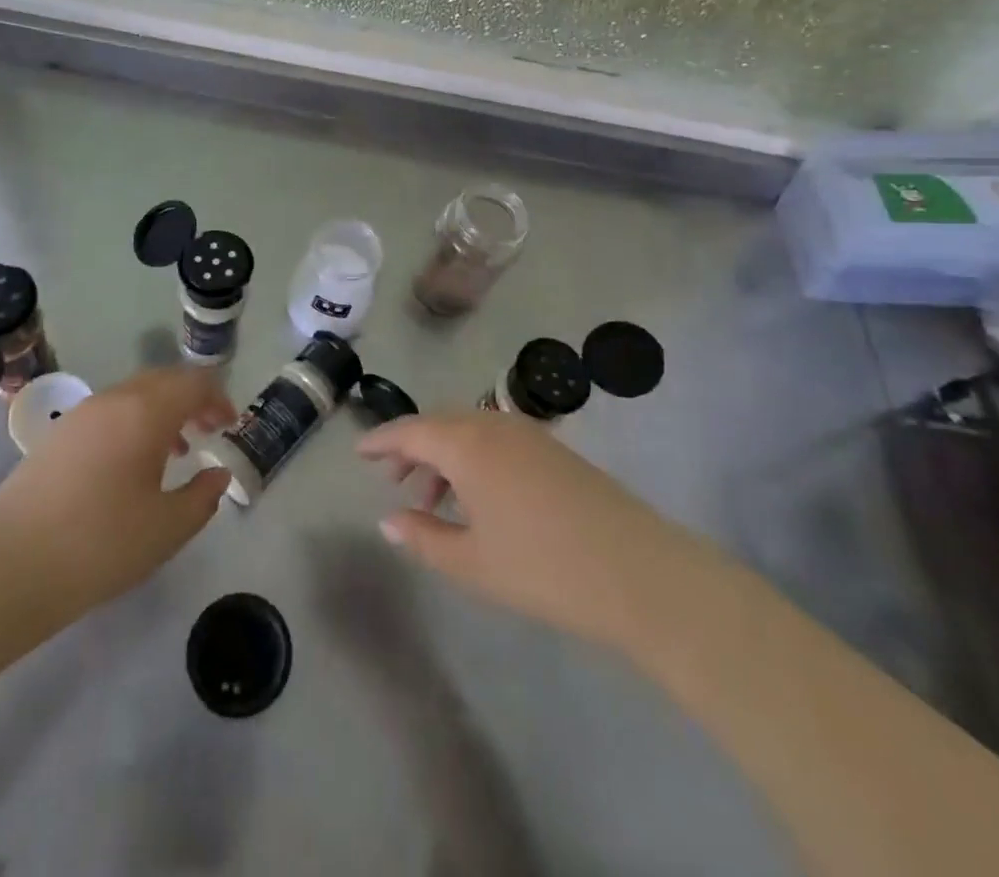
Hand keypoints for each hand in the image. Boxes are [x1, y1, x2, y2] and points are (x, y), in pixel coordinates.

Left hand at [0, 367, 235, 629]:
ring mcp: (81, 415)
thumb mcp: (167, 528)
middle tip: (208, 431)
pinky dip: (132, 423)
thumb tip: (218, 475)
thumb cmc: (101, 544)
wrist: (11, 567)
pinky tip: (130, 466)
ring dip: (161, 411)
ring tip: (174, 451)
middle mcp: (114, 400)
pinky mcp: (58, 435)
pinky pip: (108, 412)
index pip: (193, 383)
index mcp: (145, 412)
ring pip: (133, 395)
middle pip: (163, 381)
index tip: (230, 426)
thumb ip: (203, 496)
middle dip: (191, 400)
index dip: (218, 399)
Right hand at [358, 412, 682, 647]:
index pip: (410, 430)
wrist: (640, 572)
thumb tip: (388, 520)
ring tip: (432, 499)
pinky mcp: (554, 449)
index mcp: (467, 443)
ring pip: (469, 431)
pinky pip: (496, 440)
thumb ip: (423, 538)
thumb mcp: (472, 562)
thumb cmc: (544, 568)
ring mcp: (528, 433)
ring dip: (444, 456)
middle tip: (392, 479)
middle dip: (411, 448)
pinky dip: (473, 459)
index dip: (381, 441)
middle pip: (439, 425)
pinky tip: (477, 499)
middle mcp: (494, 424)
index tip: (358, 452)